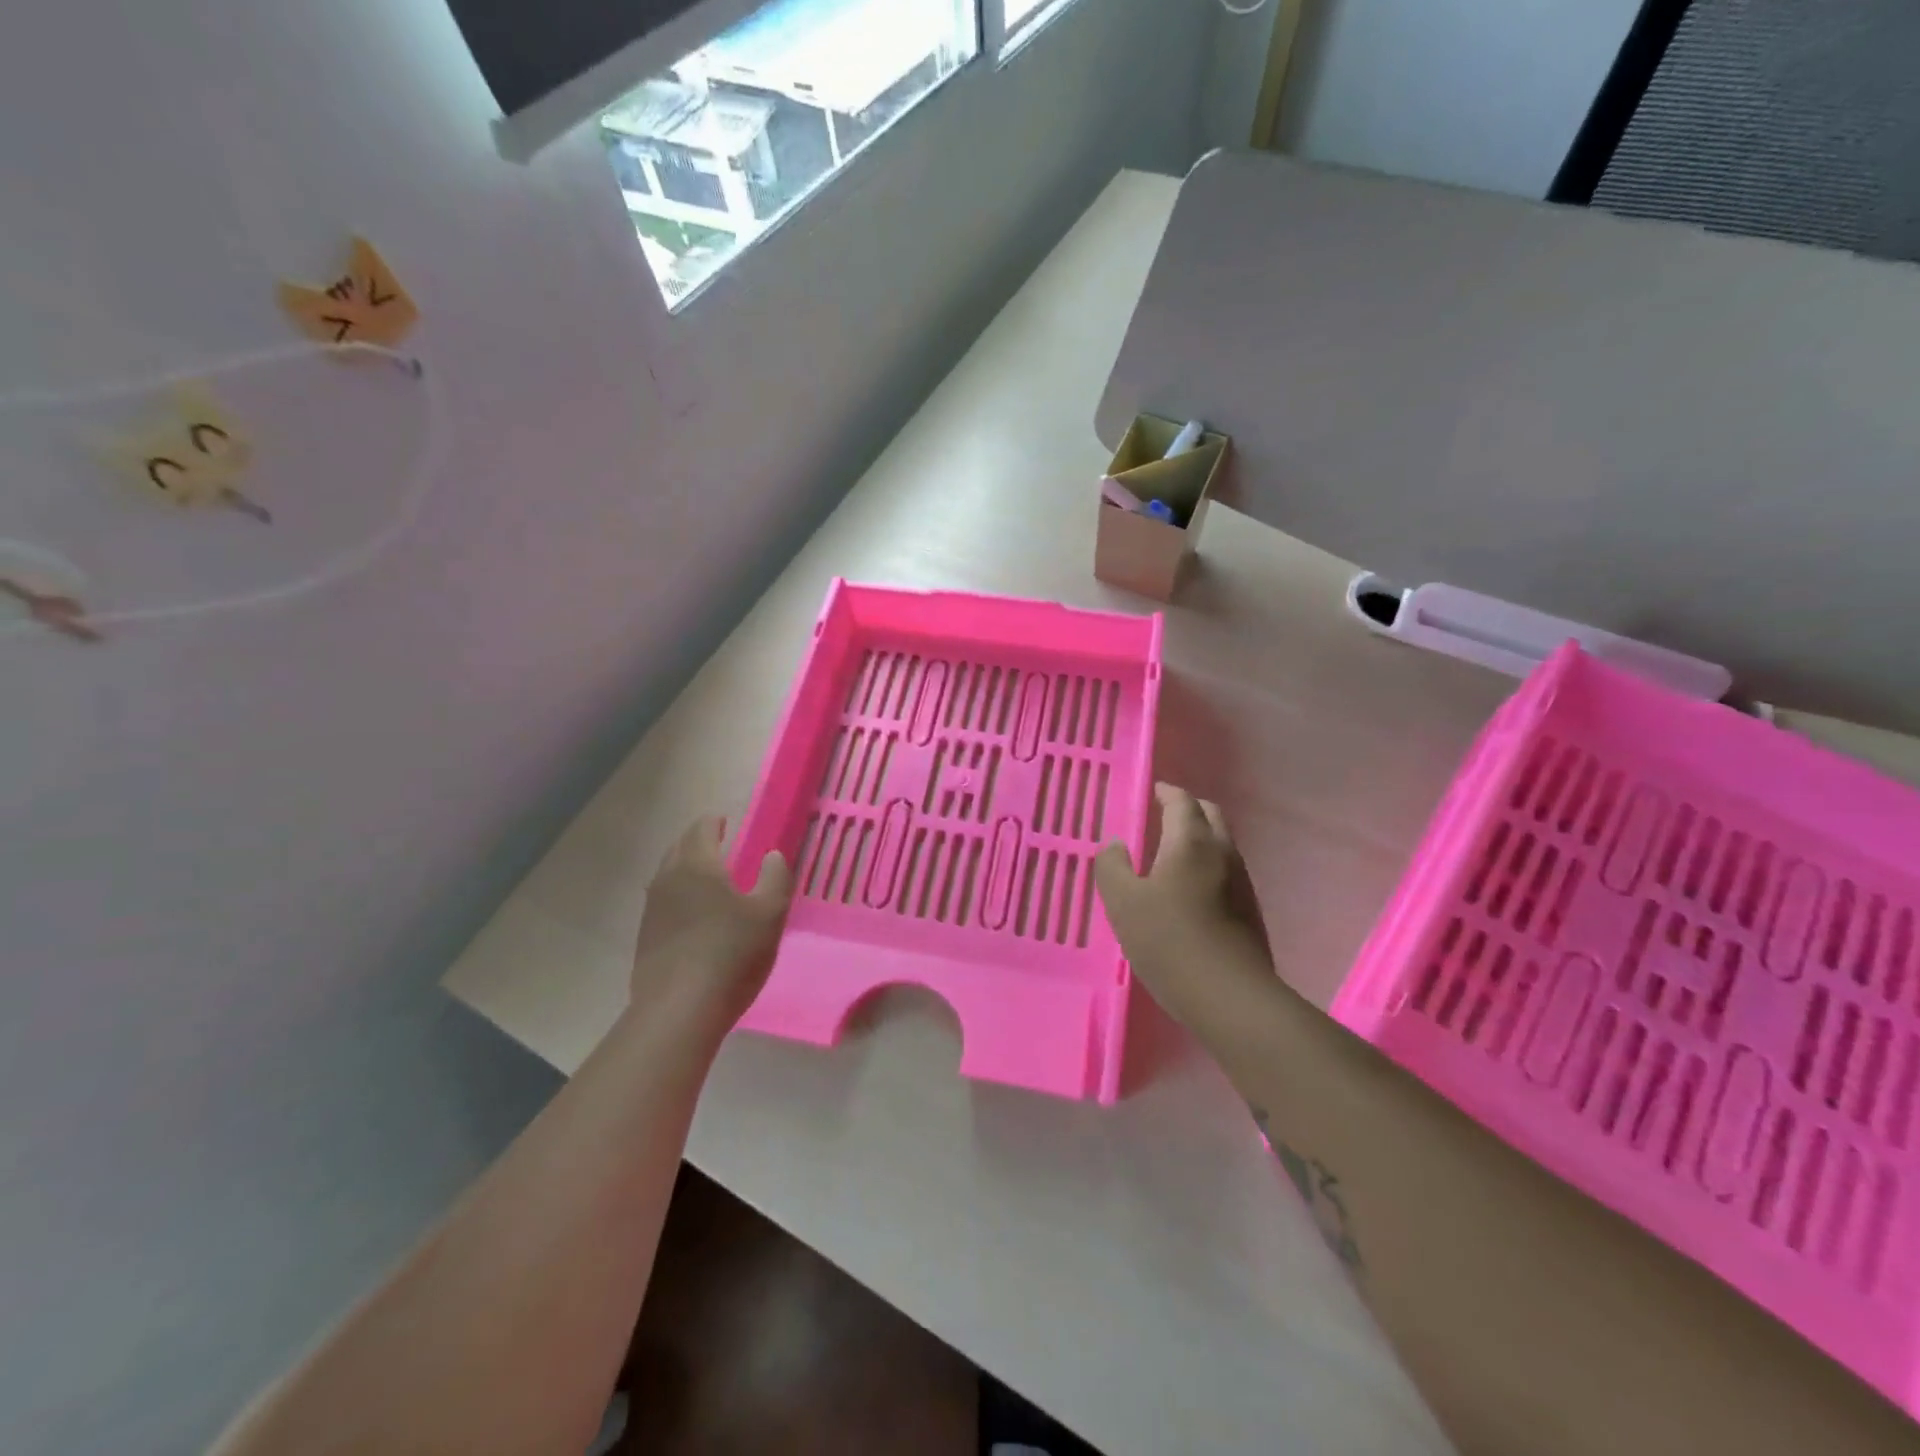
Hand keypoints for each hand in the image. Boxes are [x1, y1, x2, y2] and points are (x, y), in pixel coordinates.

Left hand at [630, 817, 792, 1038]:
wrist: (679, 1011)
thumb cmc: (731, 954)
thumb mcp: (770, 914)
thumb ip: (776, 877)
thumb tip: (773, 855)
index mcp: (696, 865)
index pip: (701, 828)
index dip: (715, 822)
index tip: (726, 822)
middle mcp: (667, 879)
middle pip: (679, 848)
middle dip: (698, 843)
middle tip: (720, 846)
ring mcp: (651, 910)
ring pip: (667, 876)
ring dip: (686, 870)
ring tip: (709, 881)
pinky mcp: (645, 938)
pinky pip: (663, 903)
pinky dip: (679, 898)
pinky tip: (695, 917)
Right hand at [1094, 783, 1278, 1033]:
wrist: (1231, 998)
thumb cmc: (1170, 942)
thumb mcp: (1124, 903)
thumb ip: (1112, 867)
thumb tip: (1116, 846)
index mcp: (1191, 842)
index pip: (1182, 801)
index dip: (1166, 792)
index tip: (1151, 792)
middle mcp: (1223, 853)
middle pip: (1209, 816)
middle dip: (1187, 809)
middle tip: (1161, 816)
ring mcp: (1242, 883)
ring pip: (1221, 844)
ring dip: (1198, 839)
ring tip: (1169, 854)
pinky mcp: (1250, 912)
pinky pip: (1225, 872)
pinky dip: (1206, 866)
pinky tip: (1188, 892)